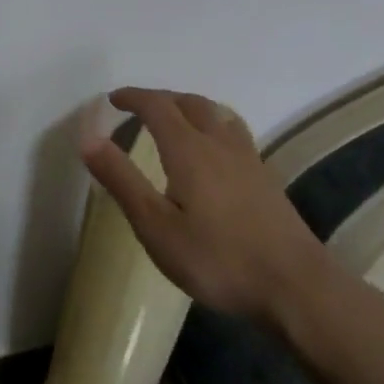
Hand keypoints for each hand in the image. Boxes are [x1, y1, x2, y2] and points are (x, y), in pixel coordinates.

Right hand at [79, 87, 337, 321]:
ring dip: (189, 108)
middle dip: (161, 99)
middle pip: (190, 103)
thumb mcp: (156, 226)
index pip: (157, 106)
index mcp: (189, 150)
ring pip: (217, 115)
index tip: (112, 99)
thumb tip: (88, 137)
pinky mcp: (265, 180)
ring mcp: (248, 160)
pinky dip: (212, 126)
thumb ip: (121, 179)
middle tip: (138, 108)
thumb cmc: (217, 259)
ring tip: (174, 121)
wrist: (296, 287)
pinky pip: (233, 133)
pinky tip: (212, 153)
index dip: (133, 97)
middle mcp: (220, 144)